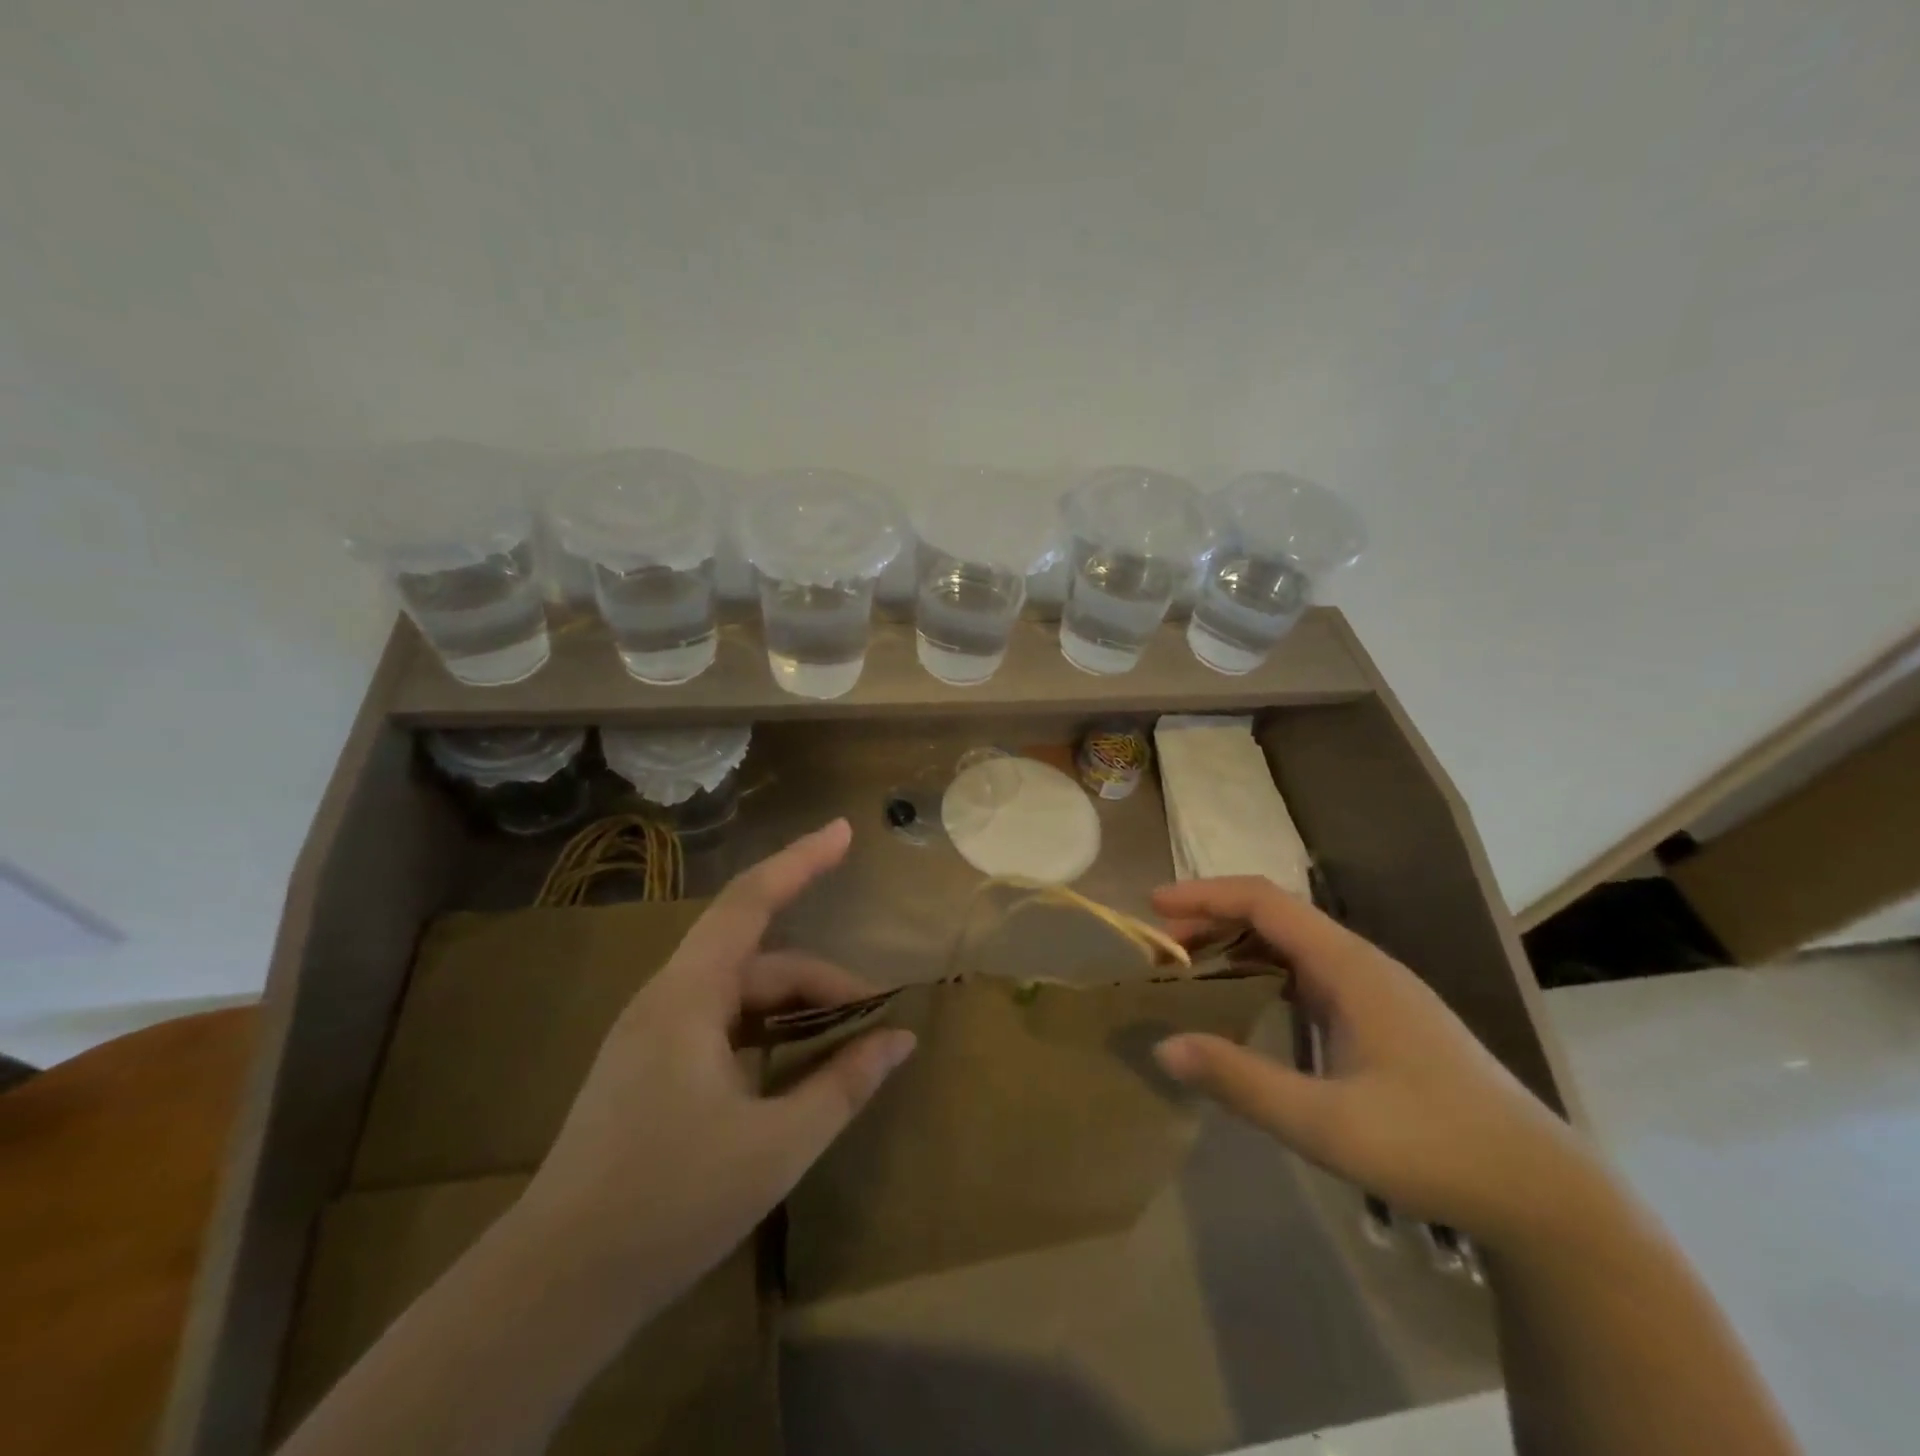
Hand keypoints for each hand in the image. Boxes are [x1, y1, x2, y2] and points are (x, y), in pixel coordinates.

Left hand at [516, 819, 915, 1305]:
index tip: (844, 832)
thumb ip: (843, 1085)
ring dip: (795, 1012)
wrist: (552, 1288)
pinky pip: (720, 1026)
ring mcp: (652, 1035)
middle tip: (876, 1020)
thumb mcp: (776, 1146)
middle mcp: (667, 1000)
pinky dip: (765, 1035)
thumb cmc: (668, 1205)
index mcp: (689, 997)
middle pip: (758, 962)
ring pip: (740, 997)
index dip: (801, 861)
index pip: (751, 902)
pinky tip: (792, 1072)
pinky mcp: (647, 1069)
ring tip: (844, 1046)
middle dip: (822, 983)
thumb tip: (900, 1040)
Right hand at [1152, 876, 1598, 1250]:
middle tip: (1161, 950)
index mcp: (1350, 967)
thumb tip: (1165, 1045)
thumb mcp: (1327, 1124)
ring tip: (1190, 971)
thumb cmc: (1435, 1147)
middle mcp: (1361, 963)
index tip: (1154, 906)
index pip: (1265, 902)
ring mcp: (1375, 989)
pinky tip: (1246, 1003)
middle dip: (1212, 920)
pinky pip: (1308, 973)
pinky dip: (1263, 972)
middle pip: (1275, 916)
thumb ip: (1242, 1082)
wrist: (1542, 1193)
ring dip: (1237, 945)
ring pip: (1292, 944)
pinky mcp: (1382, 1017)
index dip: (1205, 895)